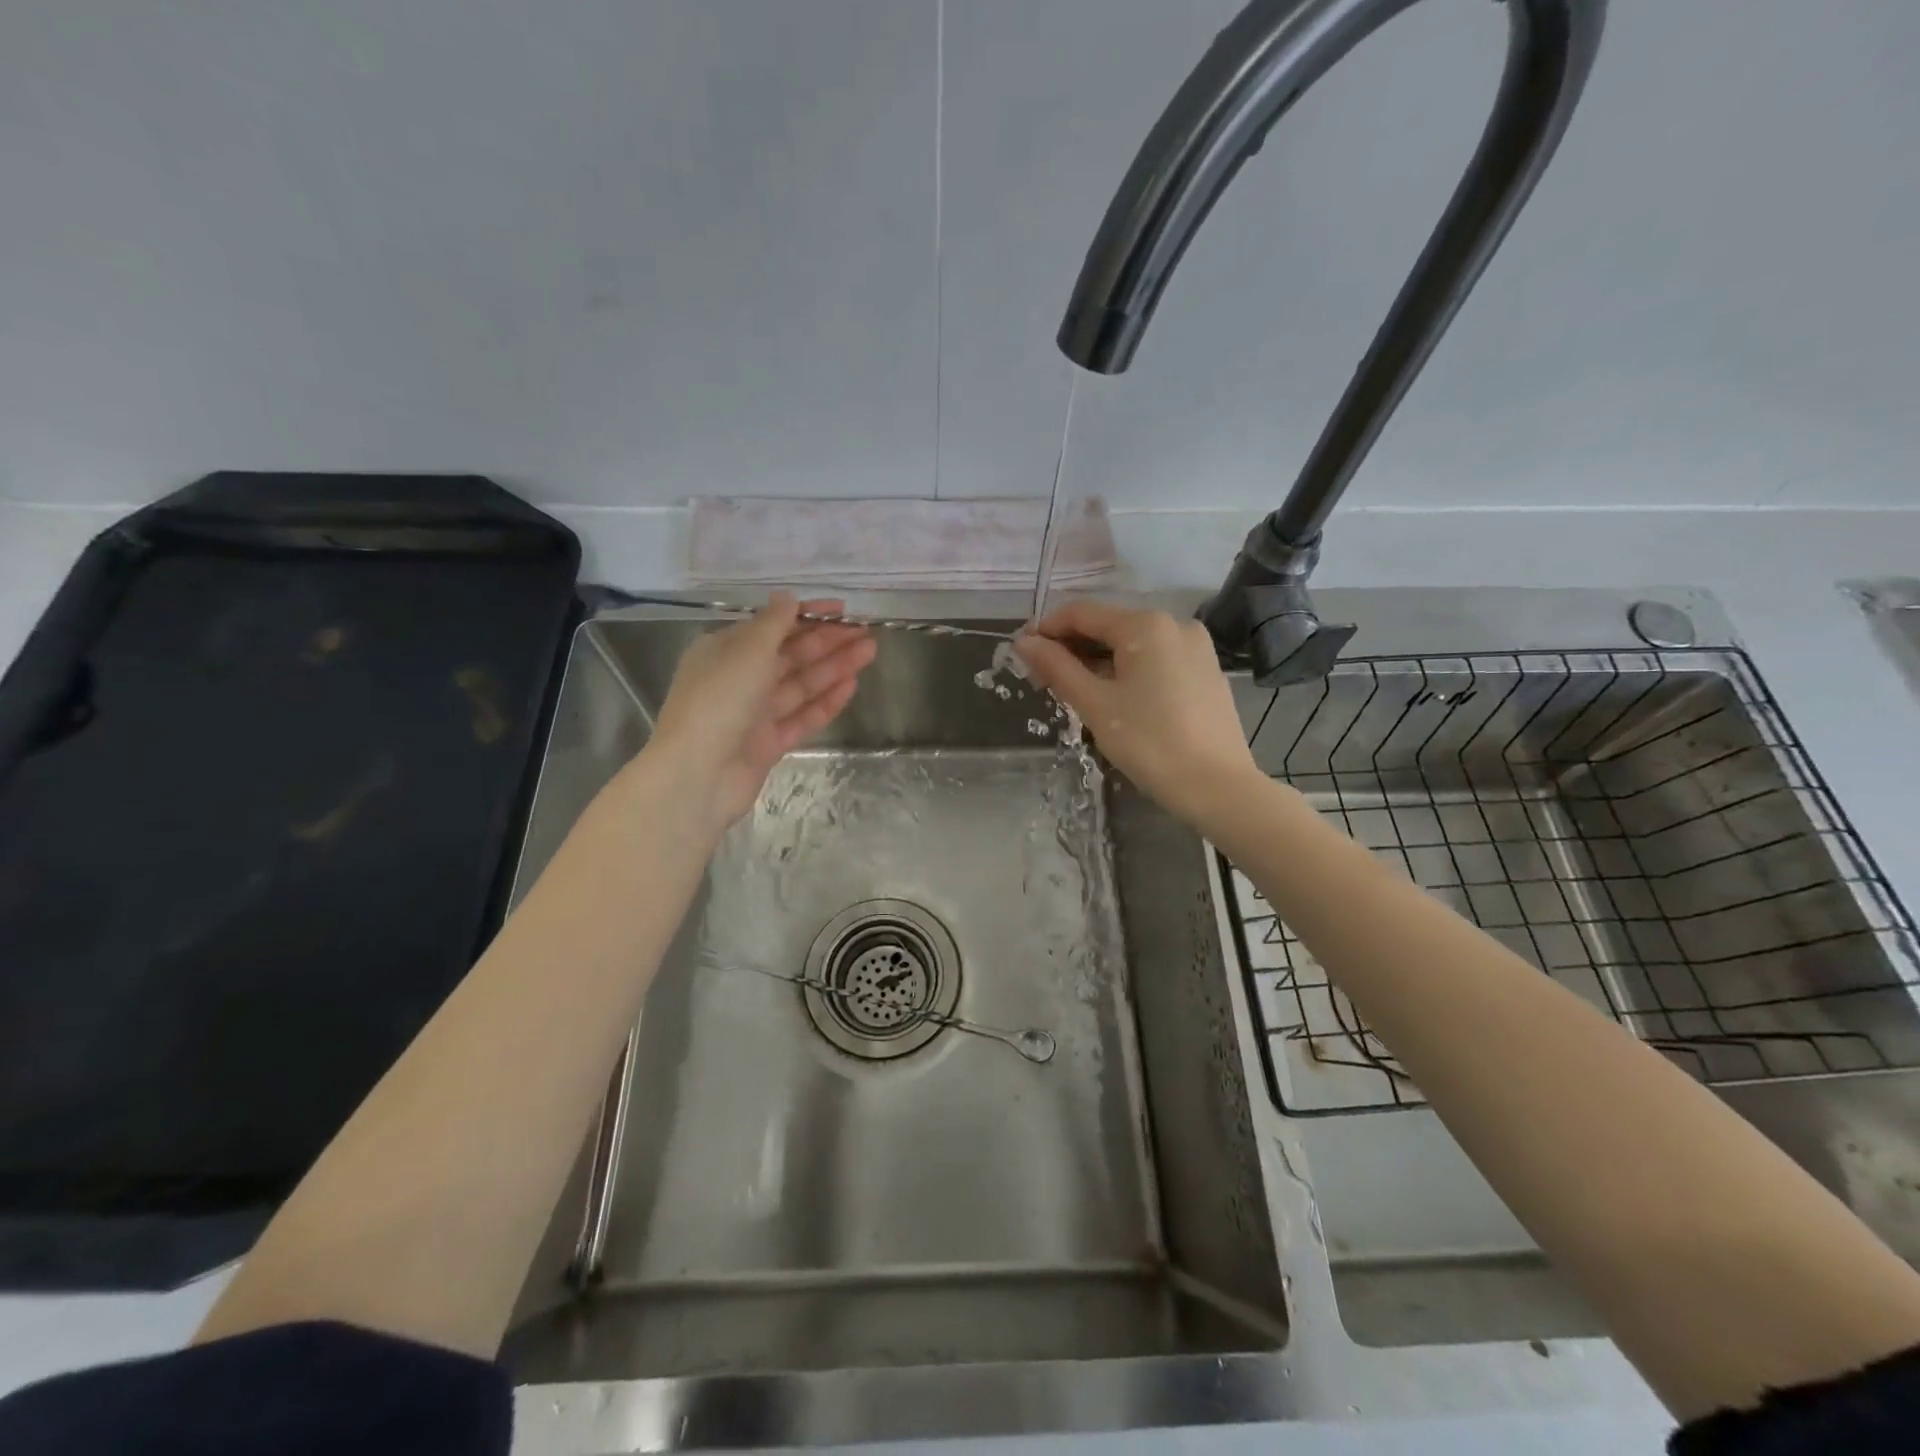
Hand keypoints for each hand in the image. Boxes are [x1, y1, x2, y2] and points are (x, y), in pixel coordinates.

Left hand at [649, 594, 875, 830]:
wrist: (698, 774)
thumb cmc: (719, 701)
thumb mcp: (747, 650)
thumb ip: (773, 623)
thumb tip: (787, 597)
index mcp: (725, 650)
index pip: (773, 626)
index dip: (808, 616)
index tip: (843, 610)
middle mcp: (739, 679)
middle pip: (790, 656)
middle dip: (828, 642)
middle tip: (865, 631)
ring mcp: (754, 715)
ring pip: (800, 685)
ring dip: (834, 668)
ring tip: (869, 652)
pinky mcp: (769, 744)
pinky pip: (802, 717)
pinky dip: (825, 703)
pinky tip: (851, 687)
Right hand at [1014, 601, 1258, 827]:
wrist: (1218, 787)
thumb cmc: (1150, 743)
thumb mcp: (1095, 704)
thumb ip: (1057, 668)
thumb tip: (1024, 642)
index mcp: (1145, 625)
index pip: (1082, 613)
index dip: (1047, 629)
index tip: (1021, 652)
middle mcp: (1174, 624)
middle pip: (1109, 626)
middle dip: (1072, 647)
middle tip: (1042, 678)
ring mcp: (1196, 647)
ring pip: (1133, 644)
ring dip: (1098, 660)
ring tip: (1073, 690)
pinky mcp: (1206, 671)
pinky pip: (1156, 659)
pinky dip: (1128, 670)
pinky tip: (1114, 697)